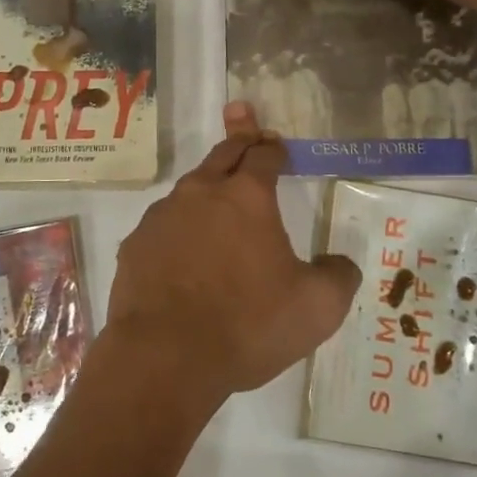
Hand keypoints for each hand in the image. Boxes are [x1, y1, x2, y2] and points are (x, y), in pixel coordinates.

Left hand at [103, 103, 360, 409]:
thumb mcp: (317, 308)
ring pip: (190, 188)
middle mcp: (201, 193)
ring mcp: (162, 217)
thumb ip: (339, 276)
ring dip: (207, 185)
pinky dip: (179, 226)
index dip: (274, 148)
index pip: (264, 155)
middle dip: (239, 137)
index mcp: (247, 197)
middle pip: (223, 154)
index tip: (277, 145)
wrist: (165, 357)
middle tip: (243, 118)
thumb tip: (341, 263)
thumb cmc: (248, 325)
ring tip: (216, 195)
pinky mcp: (135, 245)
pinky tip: (183, 250)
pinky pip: (163, 225)